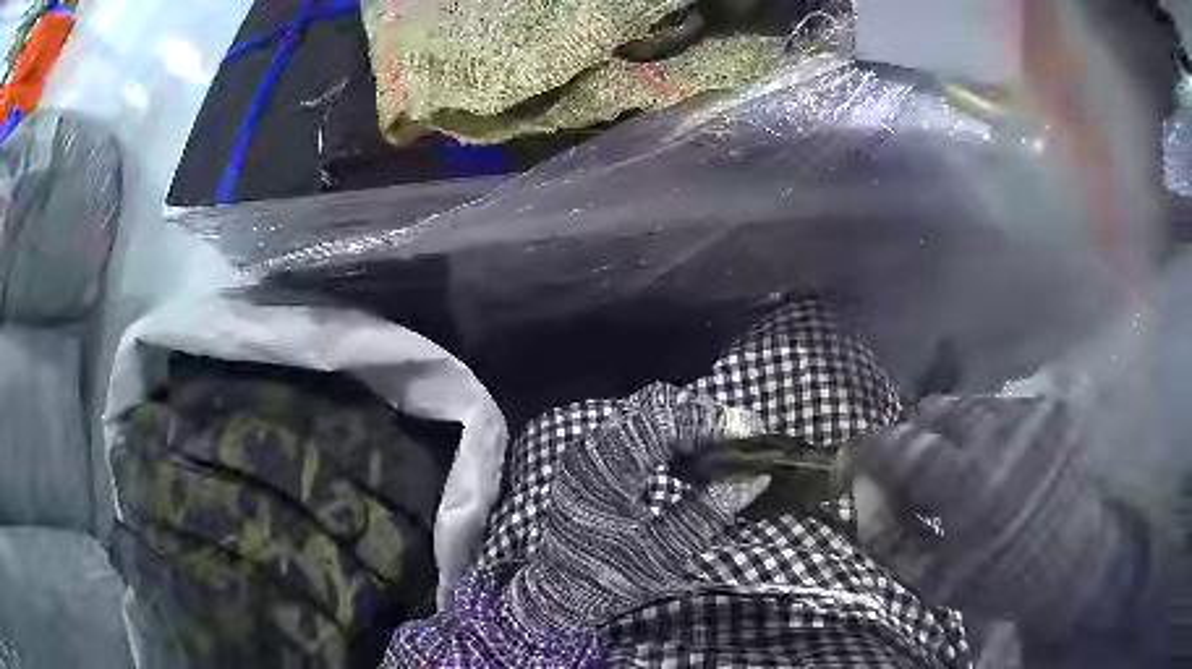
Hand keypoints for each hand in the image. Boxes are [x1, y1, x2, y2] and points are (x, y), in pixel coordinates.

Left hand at [507, 384, 768, 633]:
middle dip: (701, 417)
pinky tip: (693, 456)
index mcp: (604, 471)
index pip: (660, 422)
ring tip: (723, 446)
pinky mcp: (594, 458)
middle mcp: (591, 448)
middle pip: (652, 407)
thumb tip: (756, 479)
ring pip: (645, 414)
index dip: (707, 421)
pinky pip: (638, 430)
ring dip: (687, 424)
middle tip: (740, 438)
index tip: (747, 433)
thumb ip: (708, 512)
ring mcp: (589, 450)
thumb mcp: (664, 552)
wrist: (563, 590)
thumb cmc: (610, 577)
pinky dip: (670, 436)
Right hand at [848, 395, 1148, 640]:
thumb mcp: (933, 579)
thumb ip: (887, 535)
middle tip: (916, 479)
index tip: (852, 466)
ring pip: (963, 405)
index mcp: (971, 484)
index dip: (866, 451)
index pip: (899, 444)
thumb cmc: (1001, 579)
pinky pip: (996, 406)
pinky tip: (995, 462)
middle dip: (911, 442)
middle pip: (931, 410)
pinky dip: (982, 431)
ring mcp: (1030, 413)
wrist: (1073, 560)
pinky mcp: (1048, 406)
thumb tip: (859, 490)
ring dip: (948, 436)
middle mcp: (1001, 434)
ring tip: (961, 472)